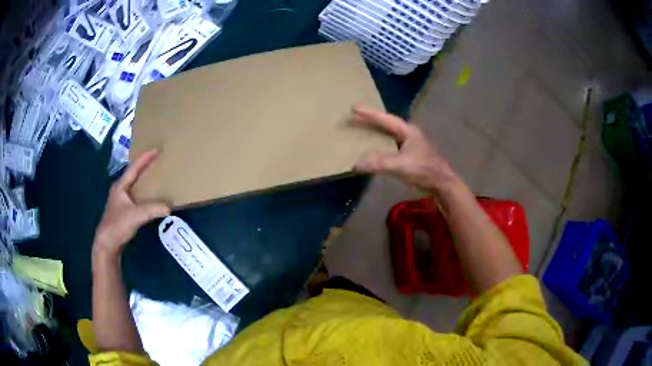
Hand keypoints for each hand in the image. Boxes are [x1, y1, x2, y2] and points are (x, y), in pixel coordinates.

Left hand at [93, 149, 169, 257]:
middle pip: (133, 173)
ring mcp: (121, 200)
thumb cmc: (117, 225)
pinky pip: (136, 194)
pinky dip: (144, 191)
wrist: (107, 243)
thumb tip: (169, 207)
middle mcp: (120, 190)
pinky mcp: (123, 210)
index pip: (134, 168)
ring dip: (144, 178)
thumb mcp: (135, 216)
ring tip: (155, 174)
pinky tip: (150, 195)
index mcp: (120, 186)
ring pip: (134, 184)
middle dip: (145, 165)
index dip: (145, 158)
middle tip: (157, 159)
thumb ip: (152, 210)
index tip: (156, 148)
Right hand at [352, 105, 458, 191]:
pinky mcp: (410, 154)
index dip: (369, 113)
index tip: (353, 107)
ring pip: (389, 133)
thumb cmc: (423, 170)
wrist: (441, 183)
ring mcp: (410, 143)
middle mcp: (408, 133)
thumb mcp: (400, 165)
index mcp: (407, 131)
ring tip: (360, 129)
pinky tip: (374, 148)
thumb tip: (355, 165)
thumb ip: (379, 163)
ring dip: (375, 130)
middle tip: (353, 116)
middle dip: (370, 120)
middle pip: (386, 123)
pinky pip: (390, 144)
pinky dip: (380, 143)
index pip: (385, 119)